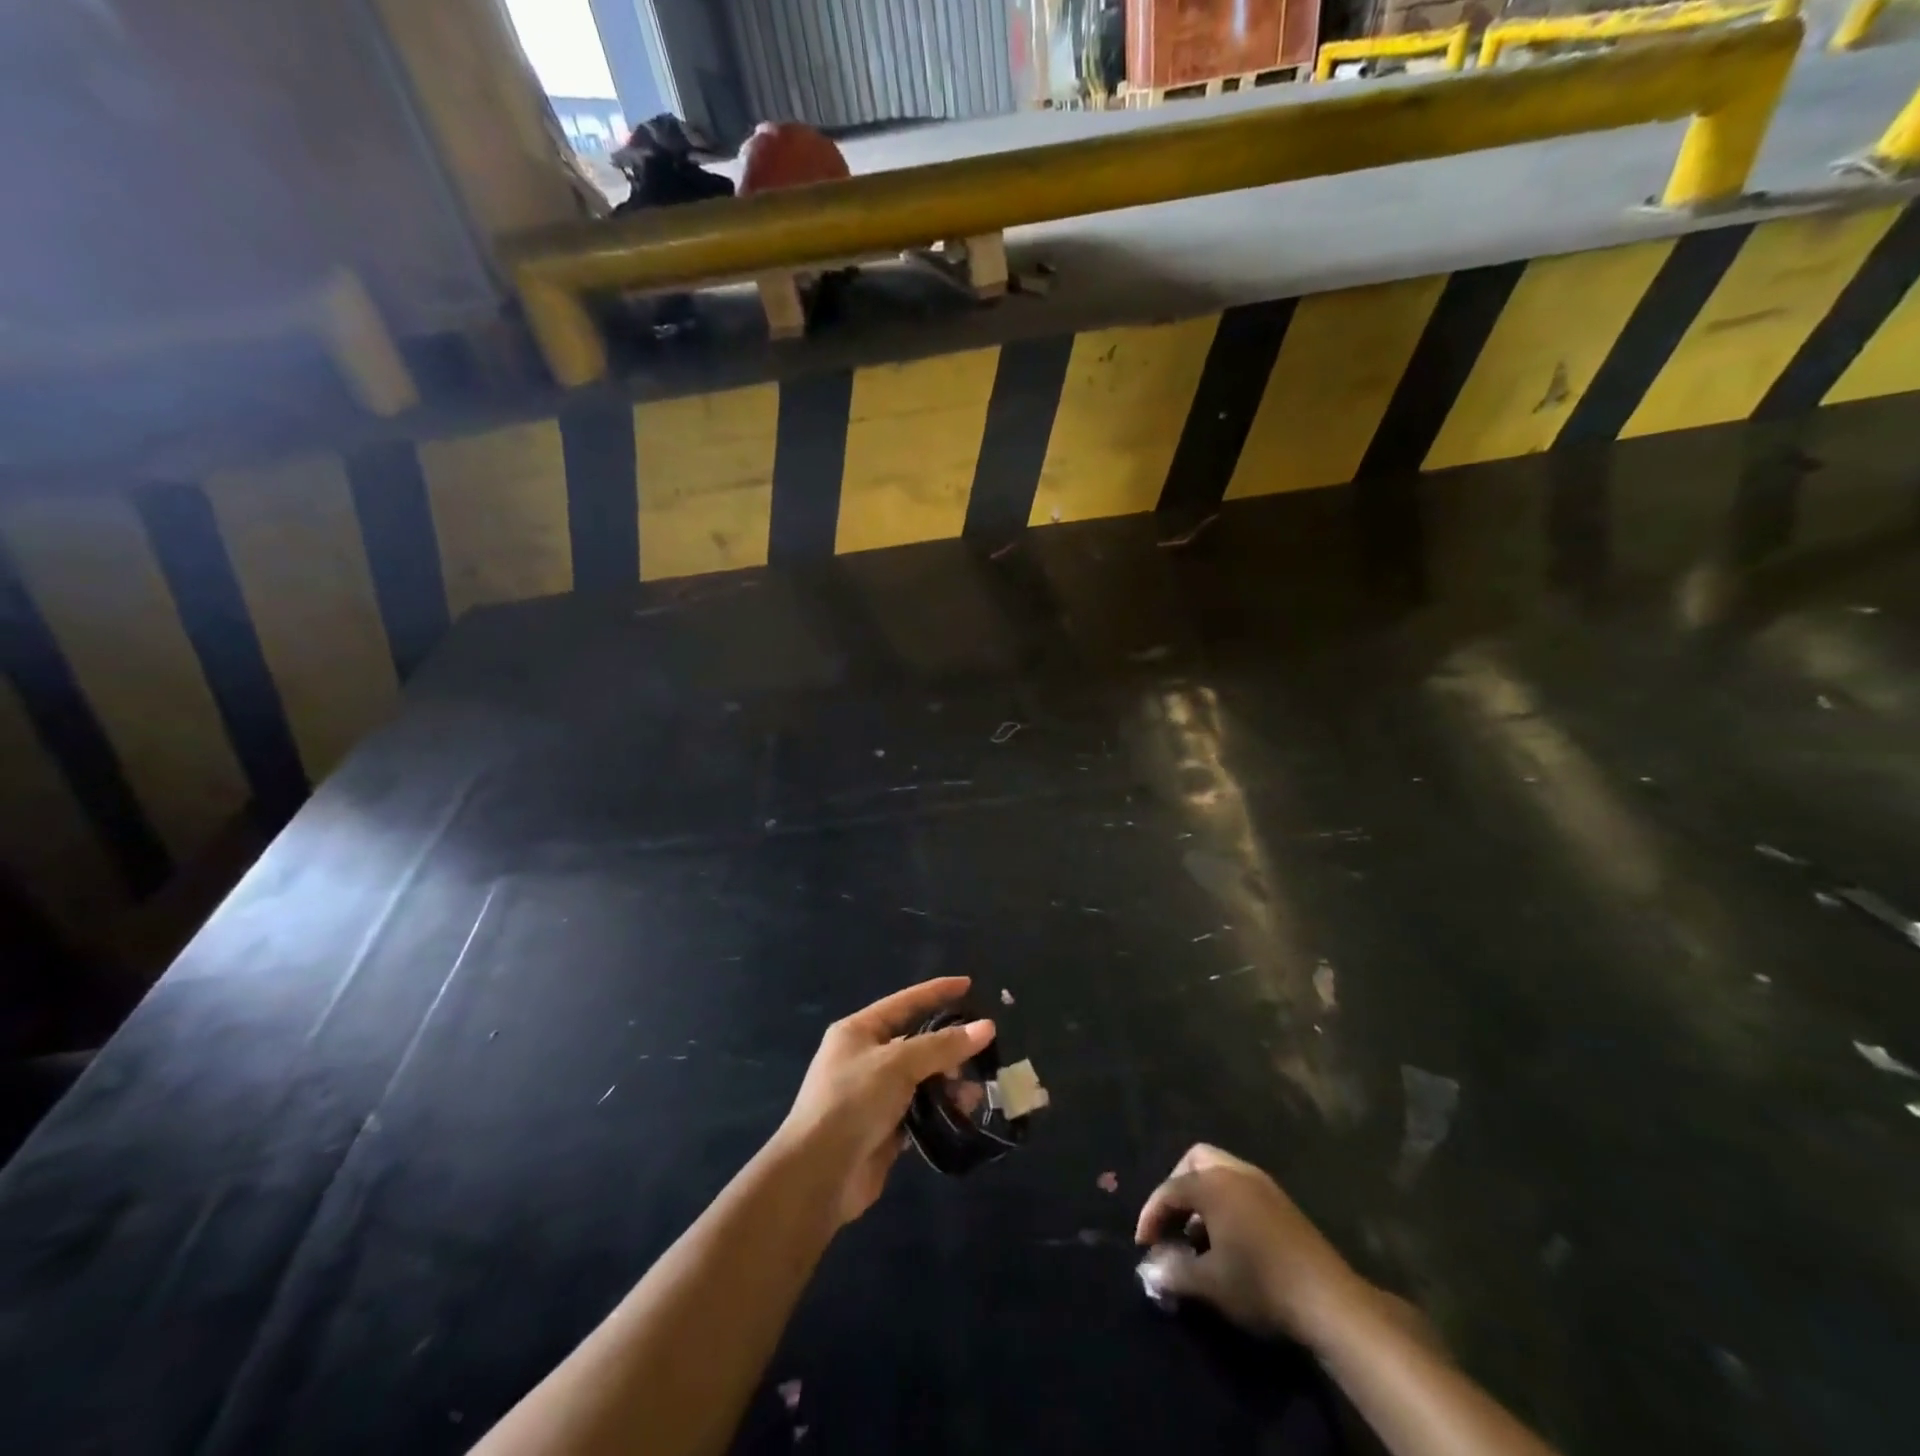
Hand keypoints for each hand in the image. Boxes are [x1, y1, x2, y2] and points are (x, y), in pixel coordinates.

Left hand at [777, 976, 994, 1228]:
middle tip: (982, 1051)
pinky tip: (964, 1113)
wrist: (818, 1175)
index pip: (905, 1002)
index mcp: (858, 1031)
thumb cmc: (852, 1102)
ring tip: (976, 1091)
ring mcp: (874, 1095)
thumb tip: (987, 1027)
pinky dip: (941, 1110)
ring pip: (921, 1078)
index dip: (937, 992)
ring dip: (949, 1082)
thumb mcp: (898, 1064)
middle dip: (949, 1046)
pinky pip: (920, 1110)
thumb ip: (942, 1045)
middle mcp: (865, 1058)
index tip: (969, 984)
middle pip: (916, 1042)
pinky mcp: (884, 1129)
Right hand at [1135, 1143, 1362, 1344]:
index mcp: (1213, 1183)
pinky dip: (1225, 1203)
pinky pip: (1241, 1187)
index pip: (1170, 1189)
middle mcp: (1235, 1172)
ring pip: (1220, 1172)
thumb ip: (1173, 1272)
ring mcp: (1262, 1184)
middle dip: (1177, 1188)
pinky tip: (1228, 1239)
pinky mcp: (1282, 1203)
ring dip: (1203, 1196)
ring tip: (1198, 1236)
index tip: (1143, 1244)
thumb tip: (1150, 1270)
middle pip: (1195, 1161)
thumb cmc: (1260, 1284)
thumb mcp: (1209, 1283)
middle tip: (1171, 1222)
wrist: (1328, 1299)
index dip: (1151, 1214)